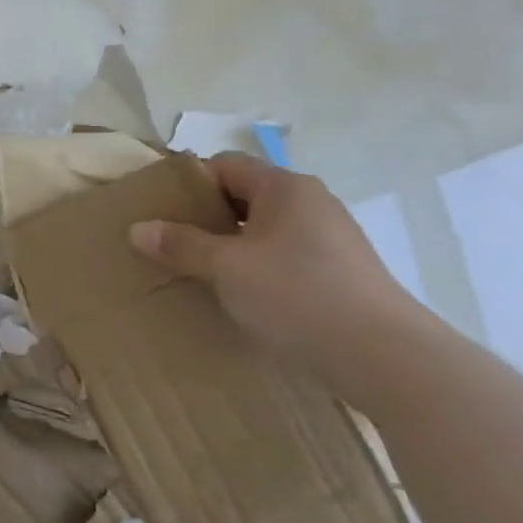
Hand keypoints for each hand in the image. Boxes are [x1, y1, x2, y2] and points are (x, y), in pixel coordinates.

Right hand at [129, 152, 422, 396]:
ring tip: (198, 270)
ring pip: (264, 228)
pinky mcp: (340, 271)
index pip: (224, 165)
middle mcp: (311, 202)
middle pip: (244, 195)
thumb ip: (180, 244)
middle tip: (170, 241)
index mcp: (284, 187)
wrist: (385, 357)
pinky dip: (256, 266)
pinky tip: (240, 294)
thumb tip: (137, 228)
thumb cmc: (297, 295)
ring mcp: (330, 237)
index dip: (188, 183)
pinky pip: (284, 255)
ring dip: (230, 244)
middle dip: (205, 216)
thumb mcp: (225, 268)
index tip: (158, 210)